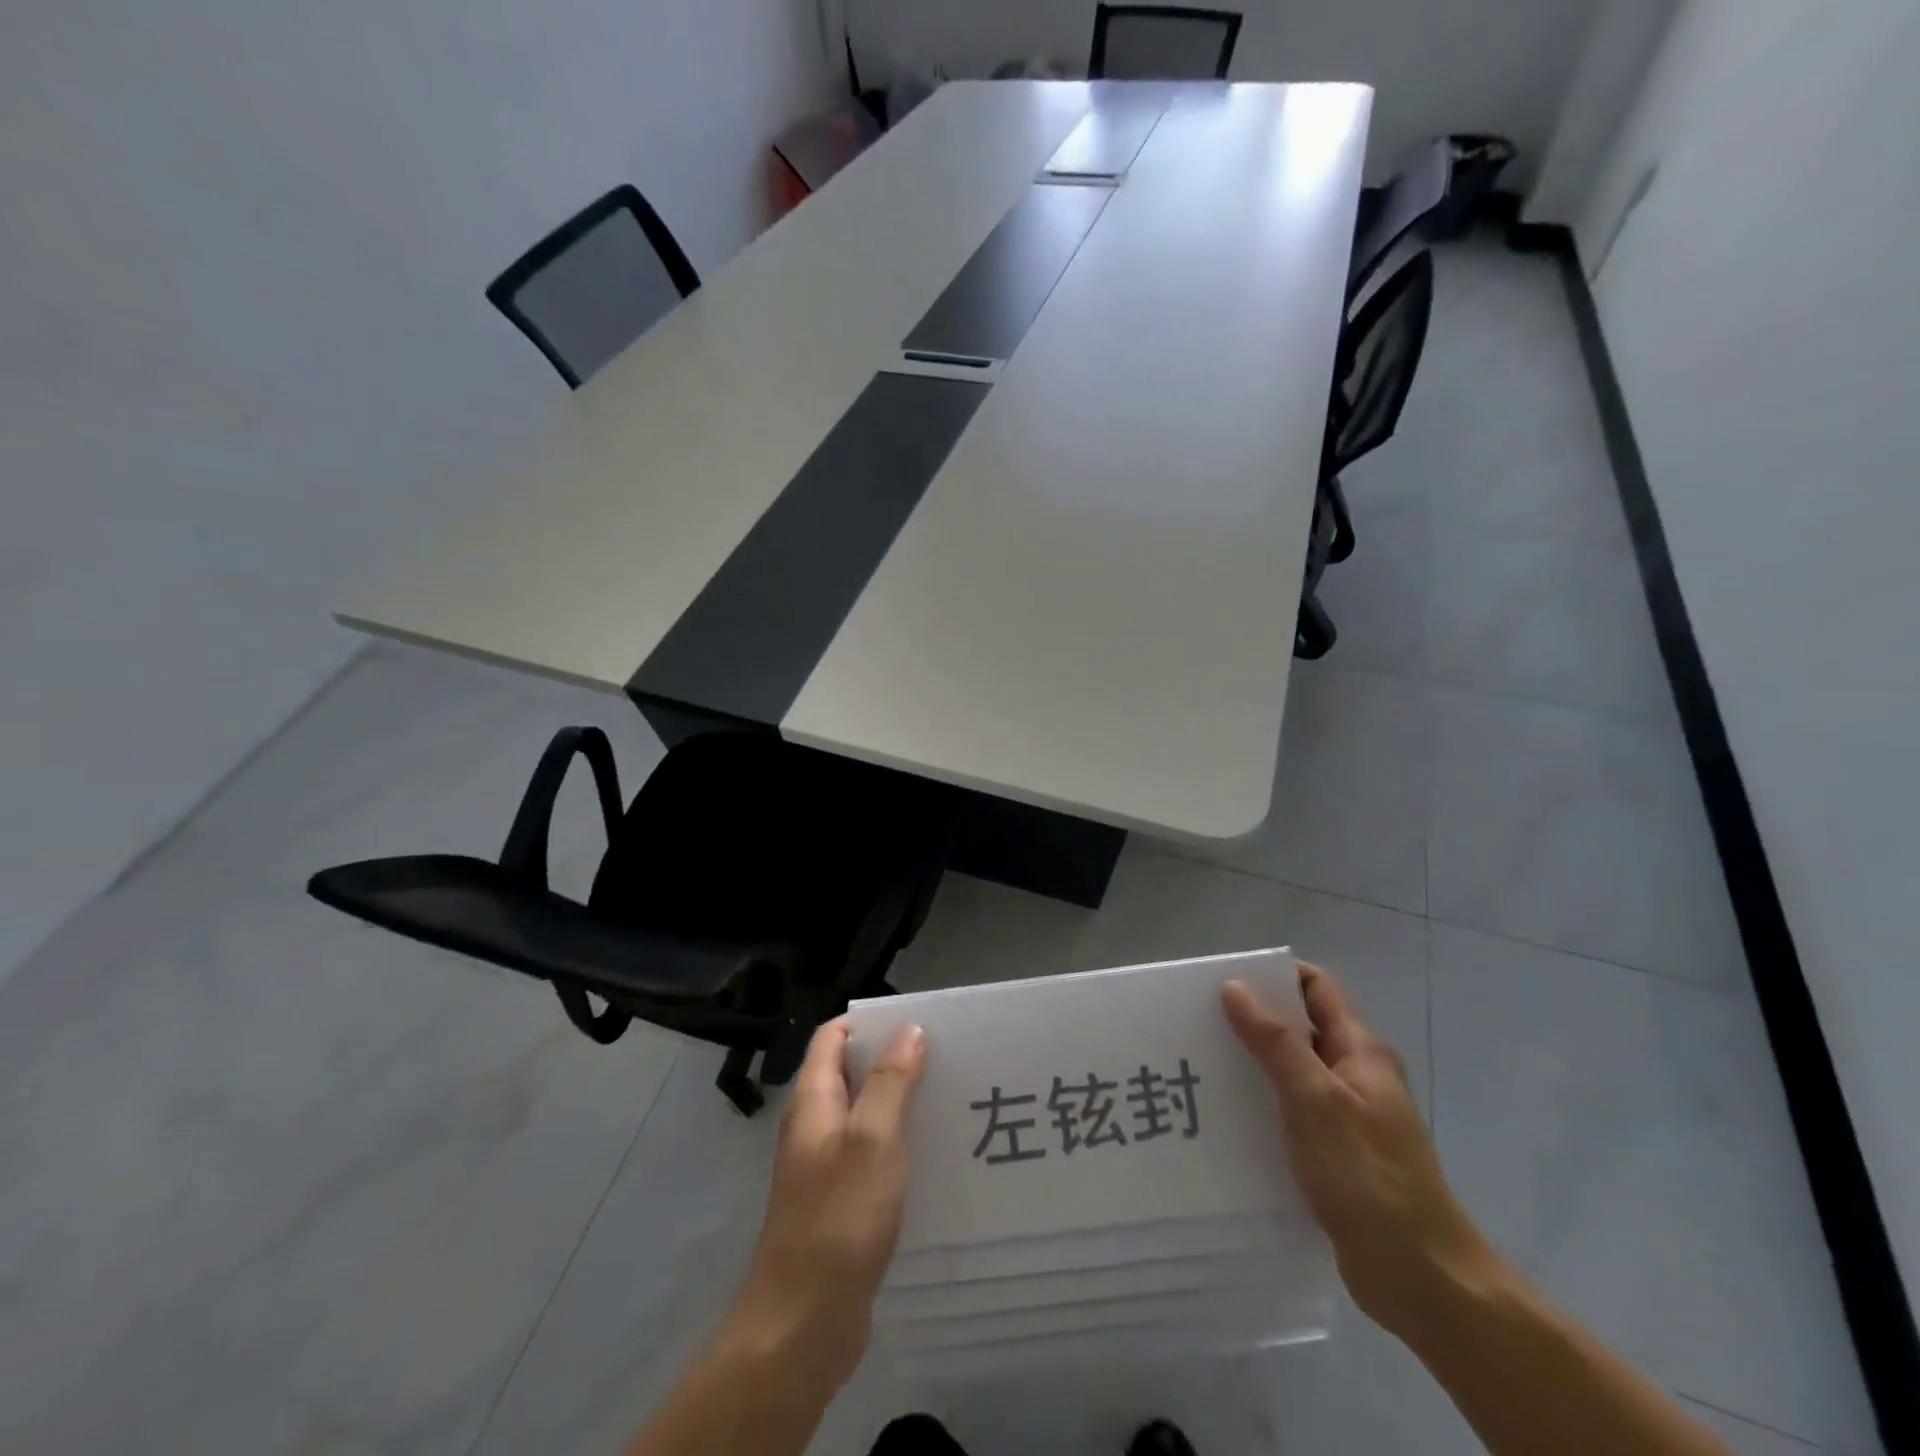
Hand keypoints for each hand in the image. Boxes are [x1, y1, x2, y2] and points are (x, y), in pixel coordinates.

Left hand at [722, 1019, 926, 1395]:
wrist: (802, 1326)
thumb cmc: (838, 1220)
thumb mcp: (872, 1140)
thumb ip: (890, 1082)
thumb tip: (909, 1029)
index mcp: (813, 1102)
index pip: (832, 1038)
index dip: (868, 1022)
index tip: (916, 1021)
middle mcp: (815, 1128)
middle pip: (850, 1073)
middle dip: (892, 1059)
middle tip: (945, 1056)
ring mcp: (824, 1168)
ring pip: (864, 1116)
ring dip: (899, 1103)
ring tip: (949, 1098)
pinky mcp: (840, 1205)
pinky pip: (871, 1156)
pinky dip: (898, 1144)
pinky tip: (934, 1155)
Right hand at [1223, 964, 1491, 1339]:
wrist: (1423, 1279)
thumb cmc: (1369, 1179)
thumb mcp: (1316, 1101)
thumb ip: (1275, 1043)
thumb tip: (1235, 987)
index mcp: (1361, 1052)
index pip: (1318, 988)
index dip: (1276, 976)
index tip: (1226, 982)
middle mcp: (1357, 1074)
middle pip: (1302, 1026)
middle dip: (1255, 1018)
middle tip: (1201, 1022)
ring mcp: (1349, 1115)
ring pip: (1294, 1070)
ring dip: (1255, 1062)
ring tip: (1203, 1064)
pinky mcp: (1336, 1153)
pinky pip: (1293, 1111)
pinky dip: (1264, 1103)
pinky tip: (1227, 1116)